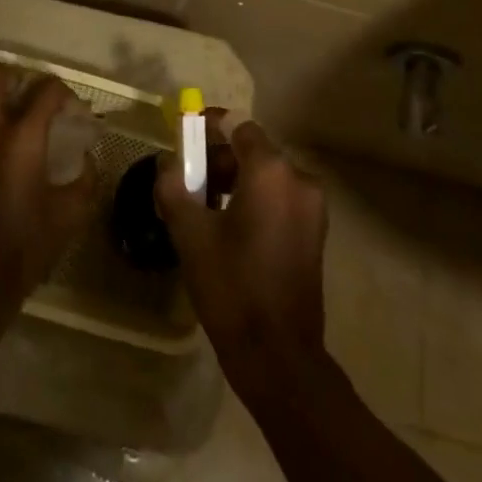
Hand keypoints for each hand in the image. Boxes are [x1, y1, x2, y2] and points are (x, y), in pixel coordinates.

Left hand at [0, 62, 95, 302]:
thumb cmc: (25, 246)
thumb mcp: (70, 214)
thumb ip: (85, 178)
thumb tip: (85, 160)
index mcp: (23, 139)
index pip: (46, 90)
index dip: (64, 93)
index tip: (73, 110)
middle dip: (15, 76)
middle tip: (29, 98)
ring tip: (5, 125)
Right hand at [156, 119, 327, 388]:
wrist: (278, 355)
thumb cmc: (232, 286)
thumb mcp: (190, 233)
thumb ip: (174, 186)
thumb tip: (167, 163)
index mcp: (272, 172)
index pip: (238, 126)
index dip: (209, 126)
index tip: (184, 135)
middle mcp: (299, 179)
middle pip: (253, 150)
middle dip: (217, 157)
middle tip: (186, 178)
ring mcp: (312, 207)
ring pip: (266, 175)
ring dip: (234, 179)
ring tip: (201, 204)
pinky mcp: (314, 231)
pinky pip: (279, 197)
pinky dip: (253, 198)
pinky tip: (227, 225)